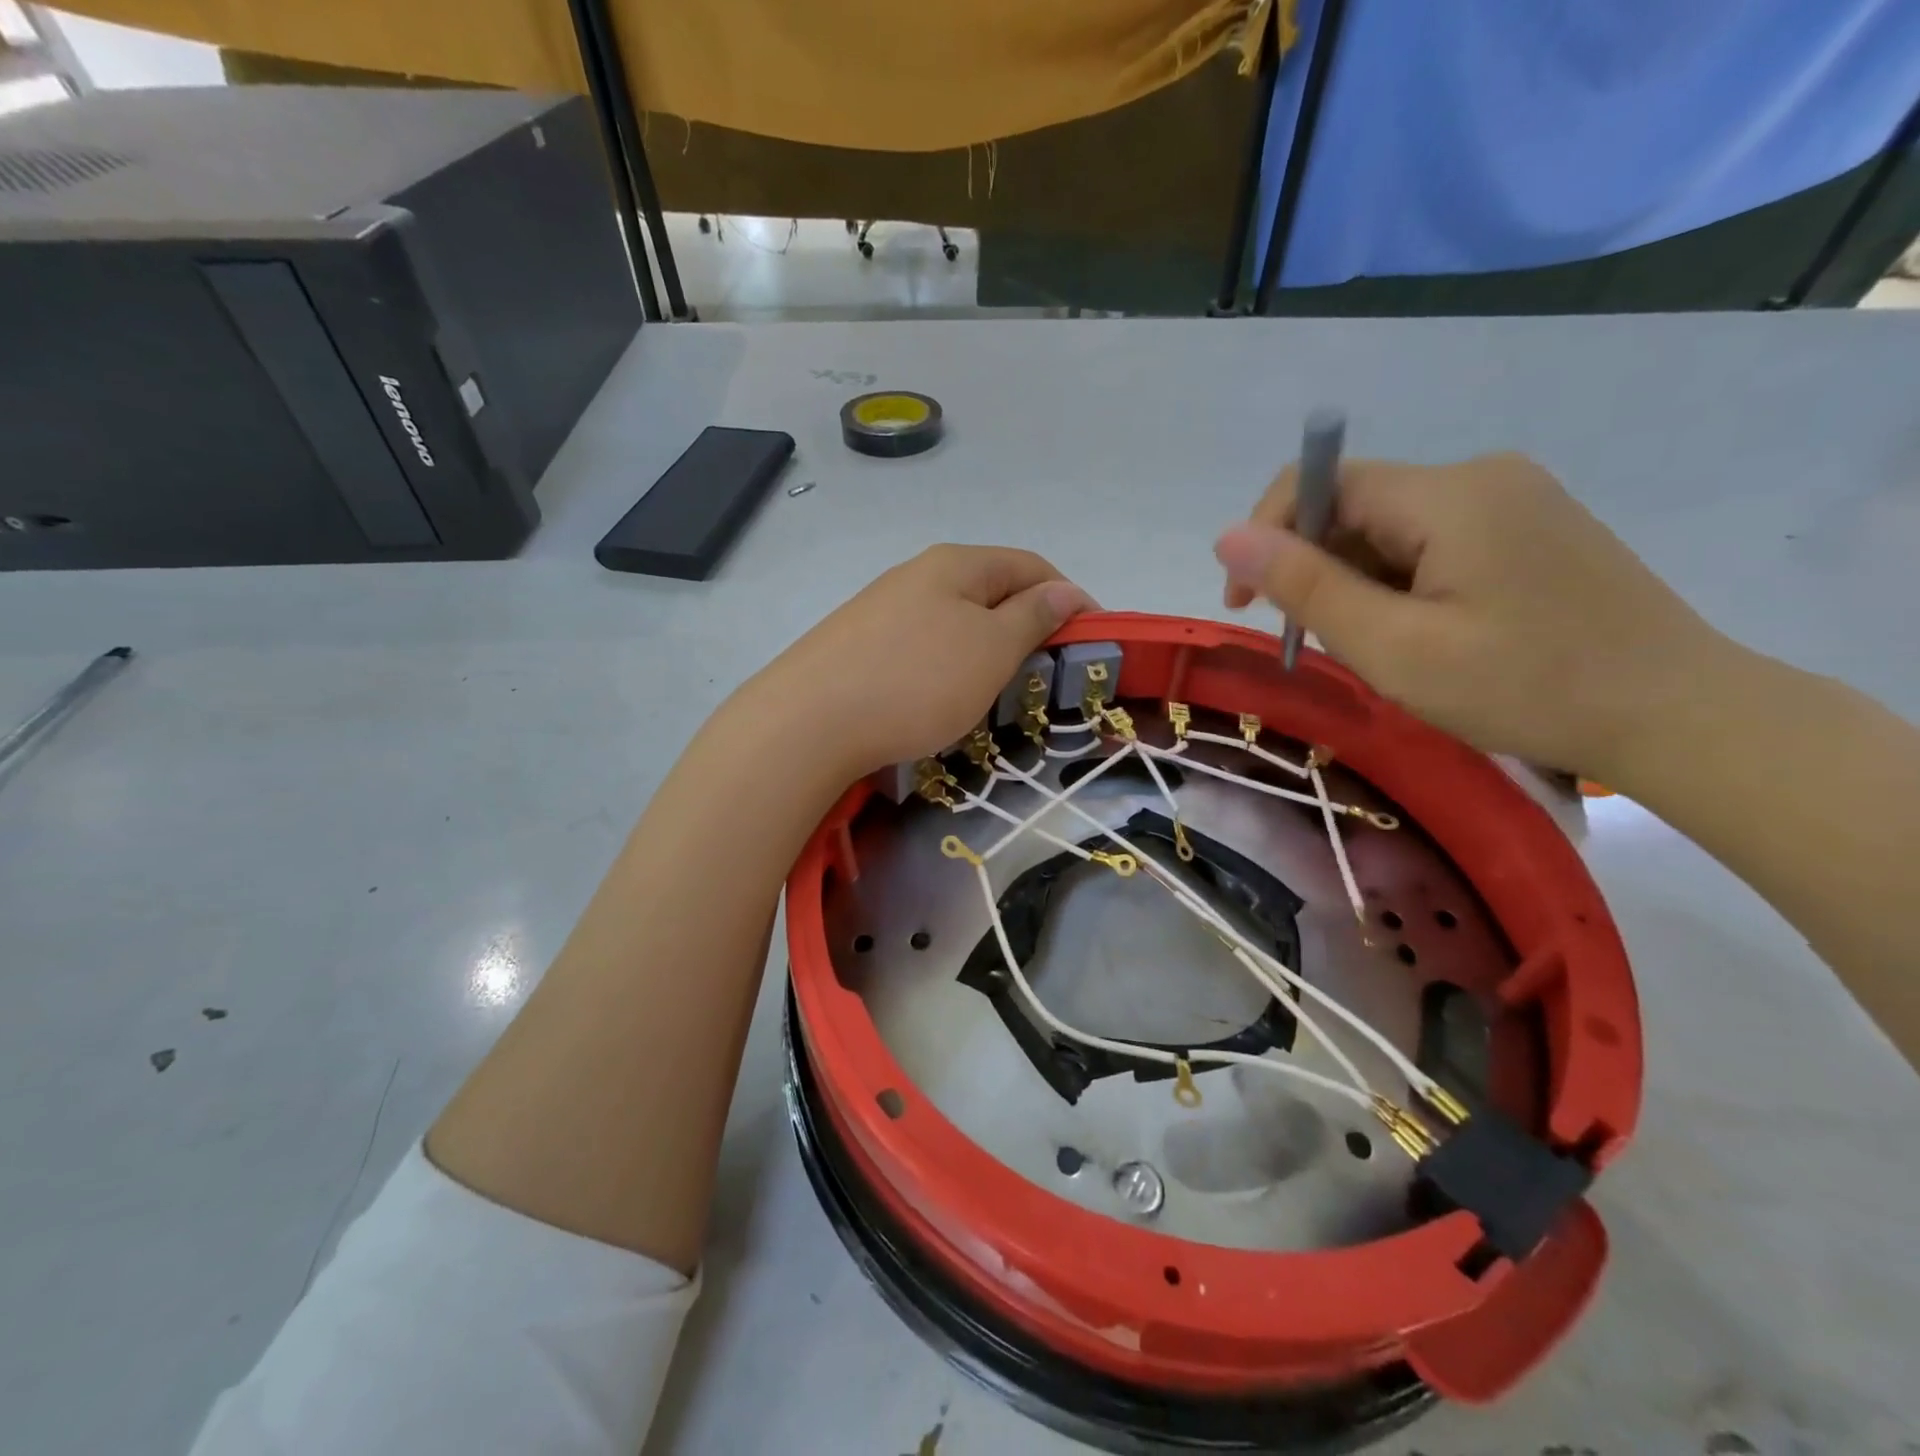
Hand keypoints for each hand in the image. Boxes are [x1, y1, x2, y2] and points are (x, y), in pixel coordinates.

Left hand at [752, 544, 1094, 782]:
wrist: (807, 723)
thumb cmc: (916, 682)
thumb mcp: (990, 649)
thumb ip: (1032, 617)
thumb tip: (1065, 592)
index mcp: (956, 564)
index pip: (1030, 566)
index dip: (1069, 598)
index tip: (1092, 640)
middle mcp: (917, 575)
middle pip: (990, 591)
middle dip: (1027, 626)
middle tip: (1045, 674)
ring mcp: (881, 609)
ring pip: (954, 622)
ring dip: (987, 650)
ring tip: (997, 692)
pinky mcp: (857, 645)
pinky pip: (922, 647)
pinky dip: (948, 667)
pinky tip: (940, 698)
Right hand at [1214, 453, 1728, 779]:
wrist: (1678, 714)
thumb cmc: (1524, 686)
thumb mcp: (1393, 647)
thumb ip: (1305, 587)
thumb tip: (1226, 538)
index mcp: (1447, 493)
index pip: (1319, 483)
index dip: (1266, 536)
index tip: (1246, 607)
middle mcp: (1479, 475)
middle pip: (1354, 506)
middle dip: (1314, 569)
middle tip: (1320, 644)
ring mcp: (1512, 498)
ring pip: (1388, 529)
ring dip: (1356, 583)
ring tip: (1380, 648)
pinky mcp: (1529, 527)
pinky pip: (1430, 542)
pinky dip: (1398, 583)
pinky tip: (1421, 633)